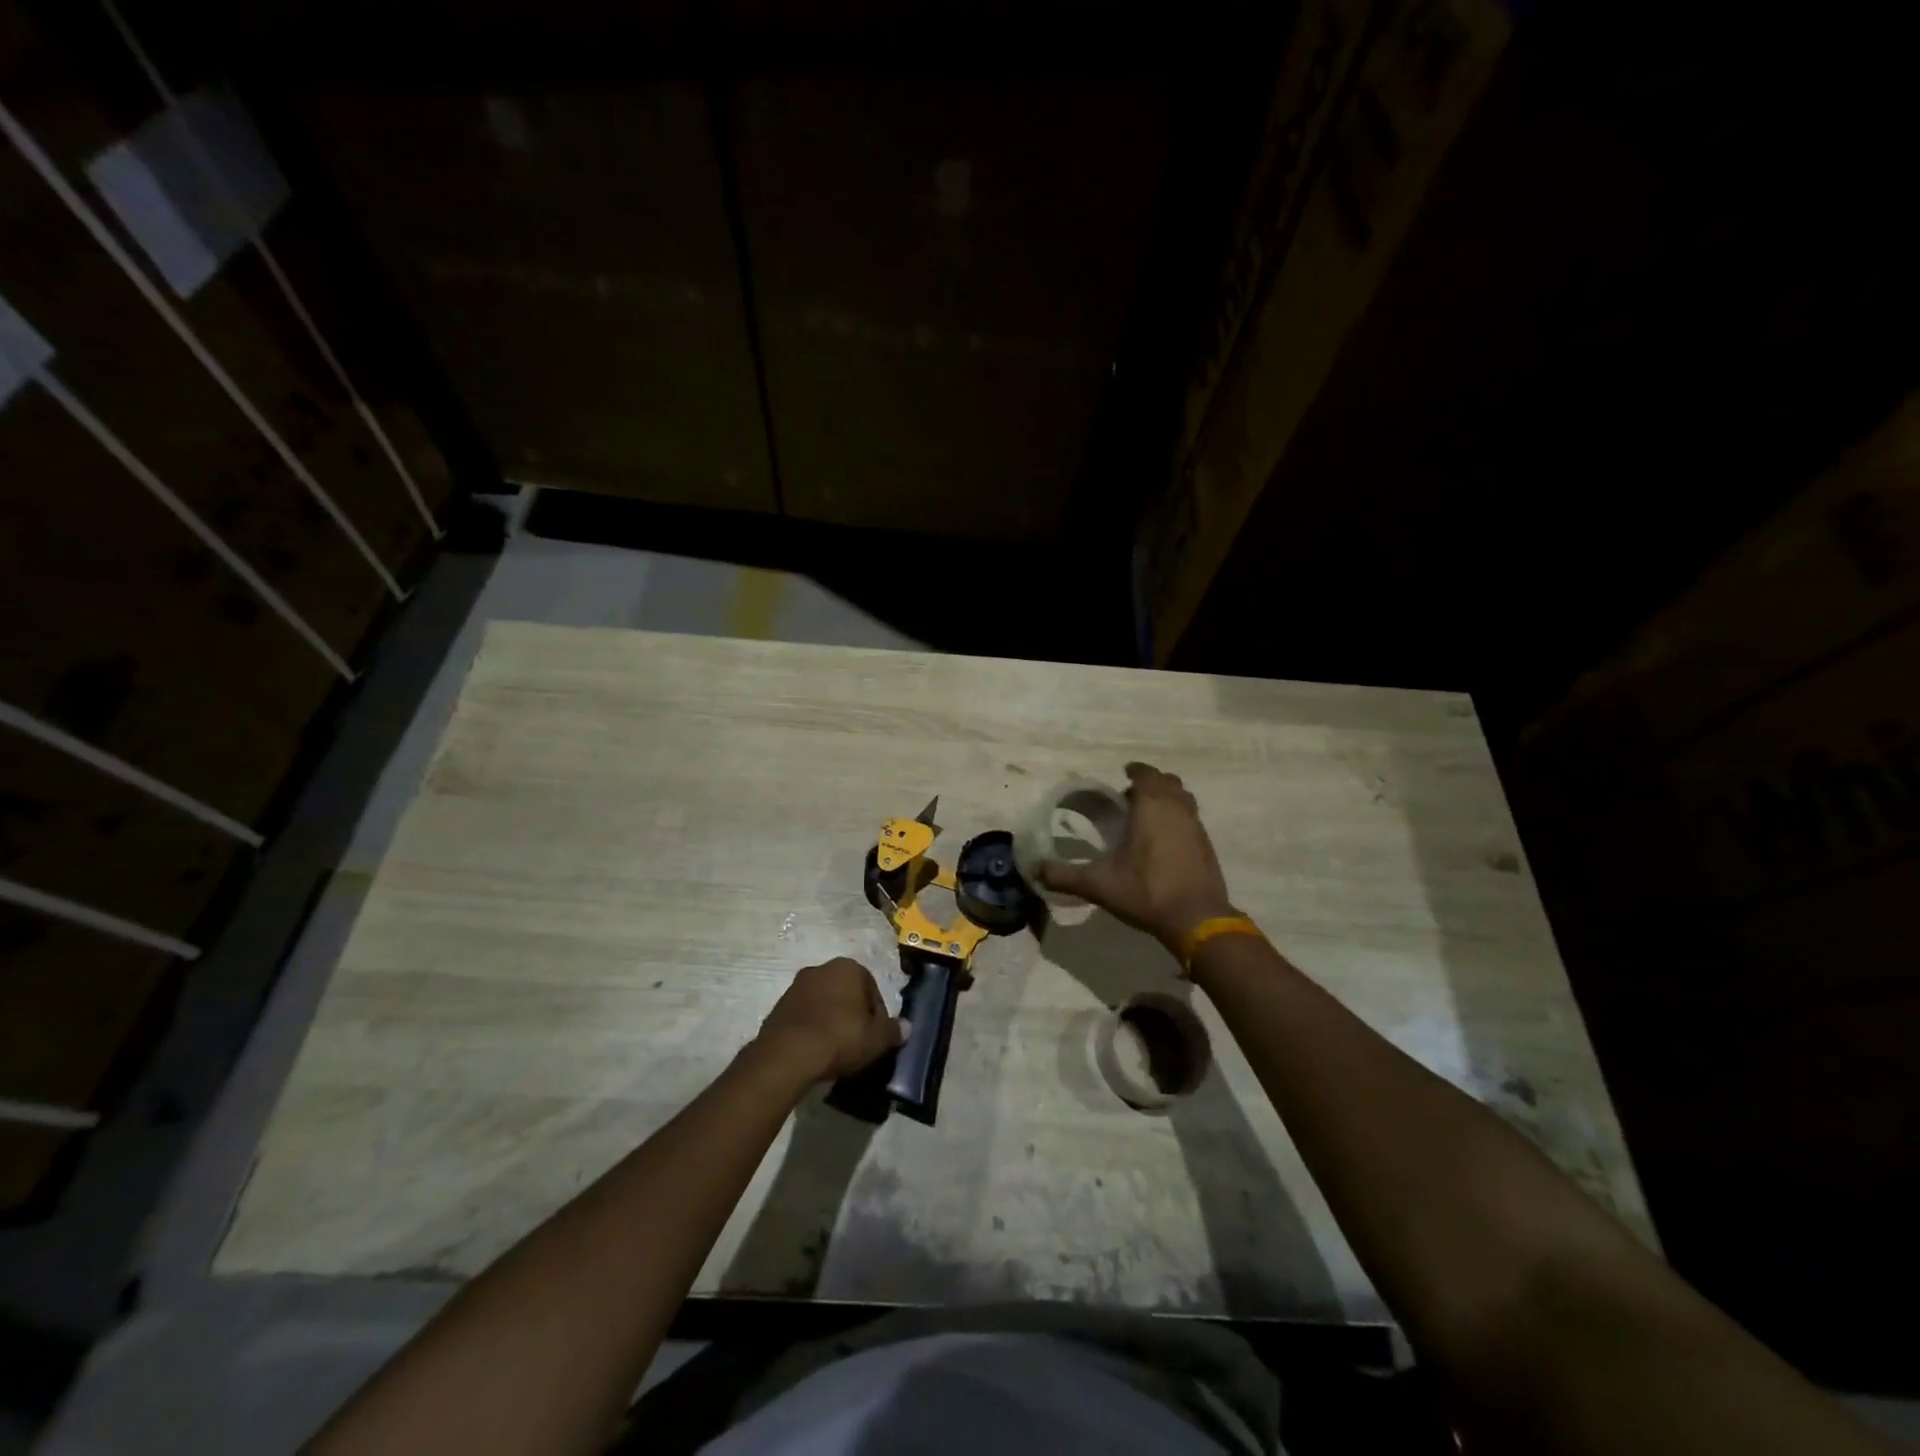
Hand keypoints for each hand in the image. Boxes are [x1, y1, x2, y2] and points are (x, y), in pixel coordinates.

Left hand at [754, 957, 906, 1083]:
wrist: (788, 1054)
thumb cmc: (840, 1037)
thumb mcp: (876, 1039)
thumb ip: (893, 1031)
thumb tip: (907, 1027)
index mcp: (848, 967)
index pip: (872, 988)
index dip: (877, 1014)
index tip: (875, 1036)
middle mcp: (821, 968)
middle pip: (846, 992)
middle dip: (853, 1013)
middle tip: (858, 1041)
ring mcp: (796, 986)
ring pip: (824, 1002)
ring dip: (831, 1020)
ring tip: (835, 1049)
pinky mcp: (778, 1006)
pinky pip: (804, 1015)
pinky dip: (812, 1028)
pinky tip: (815, 1050)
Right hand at [1039, 762, 1234, 951]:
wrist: (1197, 919)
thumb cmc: (1146, 891)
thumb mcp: (1099, 885)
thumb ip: (1065, 876)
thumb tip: (1035, 870)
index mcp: (1152, 807)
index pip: (1146, 774)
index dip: (1135, 771)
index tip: (1124, 773)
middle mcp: (1177, 809)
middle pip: (1168, 782)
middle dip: (1151, 783)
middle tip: (1130, 797)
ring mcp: (1196, 827)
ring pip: (1183, 799)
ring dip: (1167, 799)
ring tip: (1147, 816)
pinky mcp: (1207, 846)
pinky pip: (1191, 819)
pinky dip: (1178, 819)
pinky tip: (1164, 842)